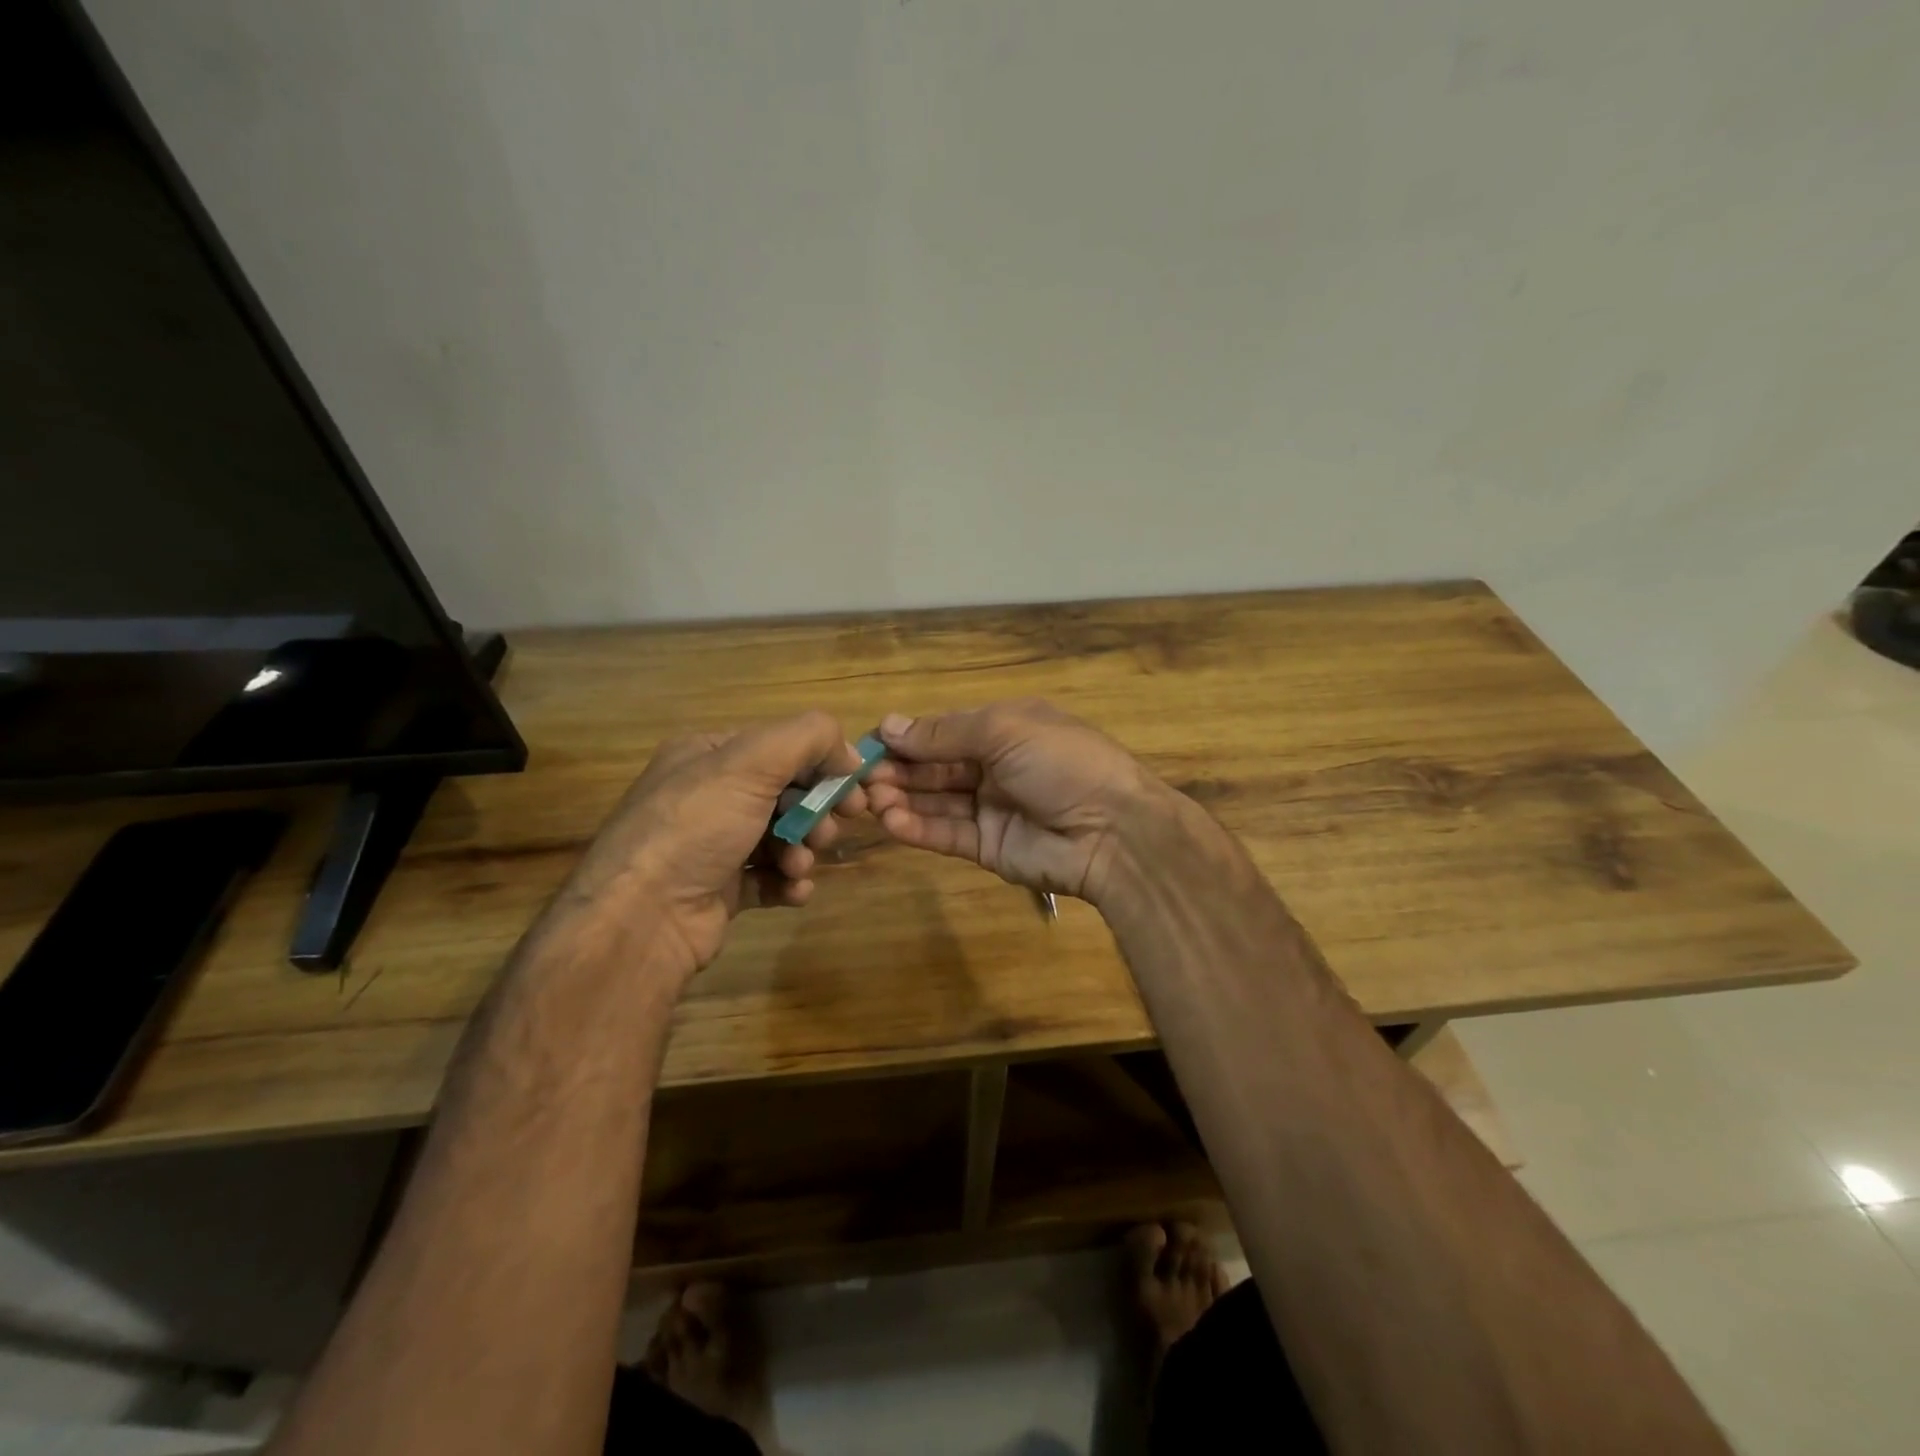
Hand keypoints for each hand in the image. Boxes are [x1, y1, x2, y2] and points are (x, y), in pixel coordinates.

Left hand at [556, 711, 867, 982]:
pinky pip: (770, 876)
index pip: (780, 747)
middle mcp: (708, 795)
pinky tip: (795, 890)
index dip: (821, 764)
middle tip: (829, 831)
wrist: (643, 919)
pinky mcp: (721, 888)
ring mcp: (713, 844)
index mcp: (707, 755)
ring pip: (782, 836)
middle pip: (785, 792)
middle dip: (814, 811)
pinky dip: (789, 882)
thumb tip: (850, 753)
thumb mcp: (751, 763)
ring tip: (799, 865)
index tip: (853, 788)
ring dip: (803, 849)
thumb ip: (808, 739)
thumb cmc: (696, 828)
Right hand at [865, 699, 1161, 904]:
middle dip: (899, 770)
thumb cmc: (1061, 762)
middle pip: (935, 768)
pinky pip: (946, 834)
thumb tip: (889, 725)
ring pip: (936, 802)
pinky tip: (890, 822)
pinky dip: (917, 828)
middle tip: (861, 777)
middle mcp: (995, 767)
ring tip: (870, 800)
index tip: (869, 743)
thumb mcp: (1005, 730)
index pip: (944, 731)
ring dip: (902, 799)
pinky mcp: (988, 848)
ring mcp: (991, 810)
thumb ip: (945, 732)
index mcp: (1004, 730)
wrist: (1113, 830)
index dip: (908, 737)